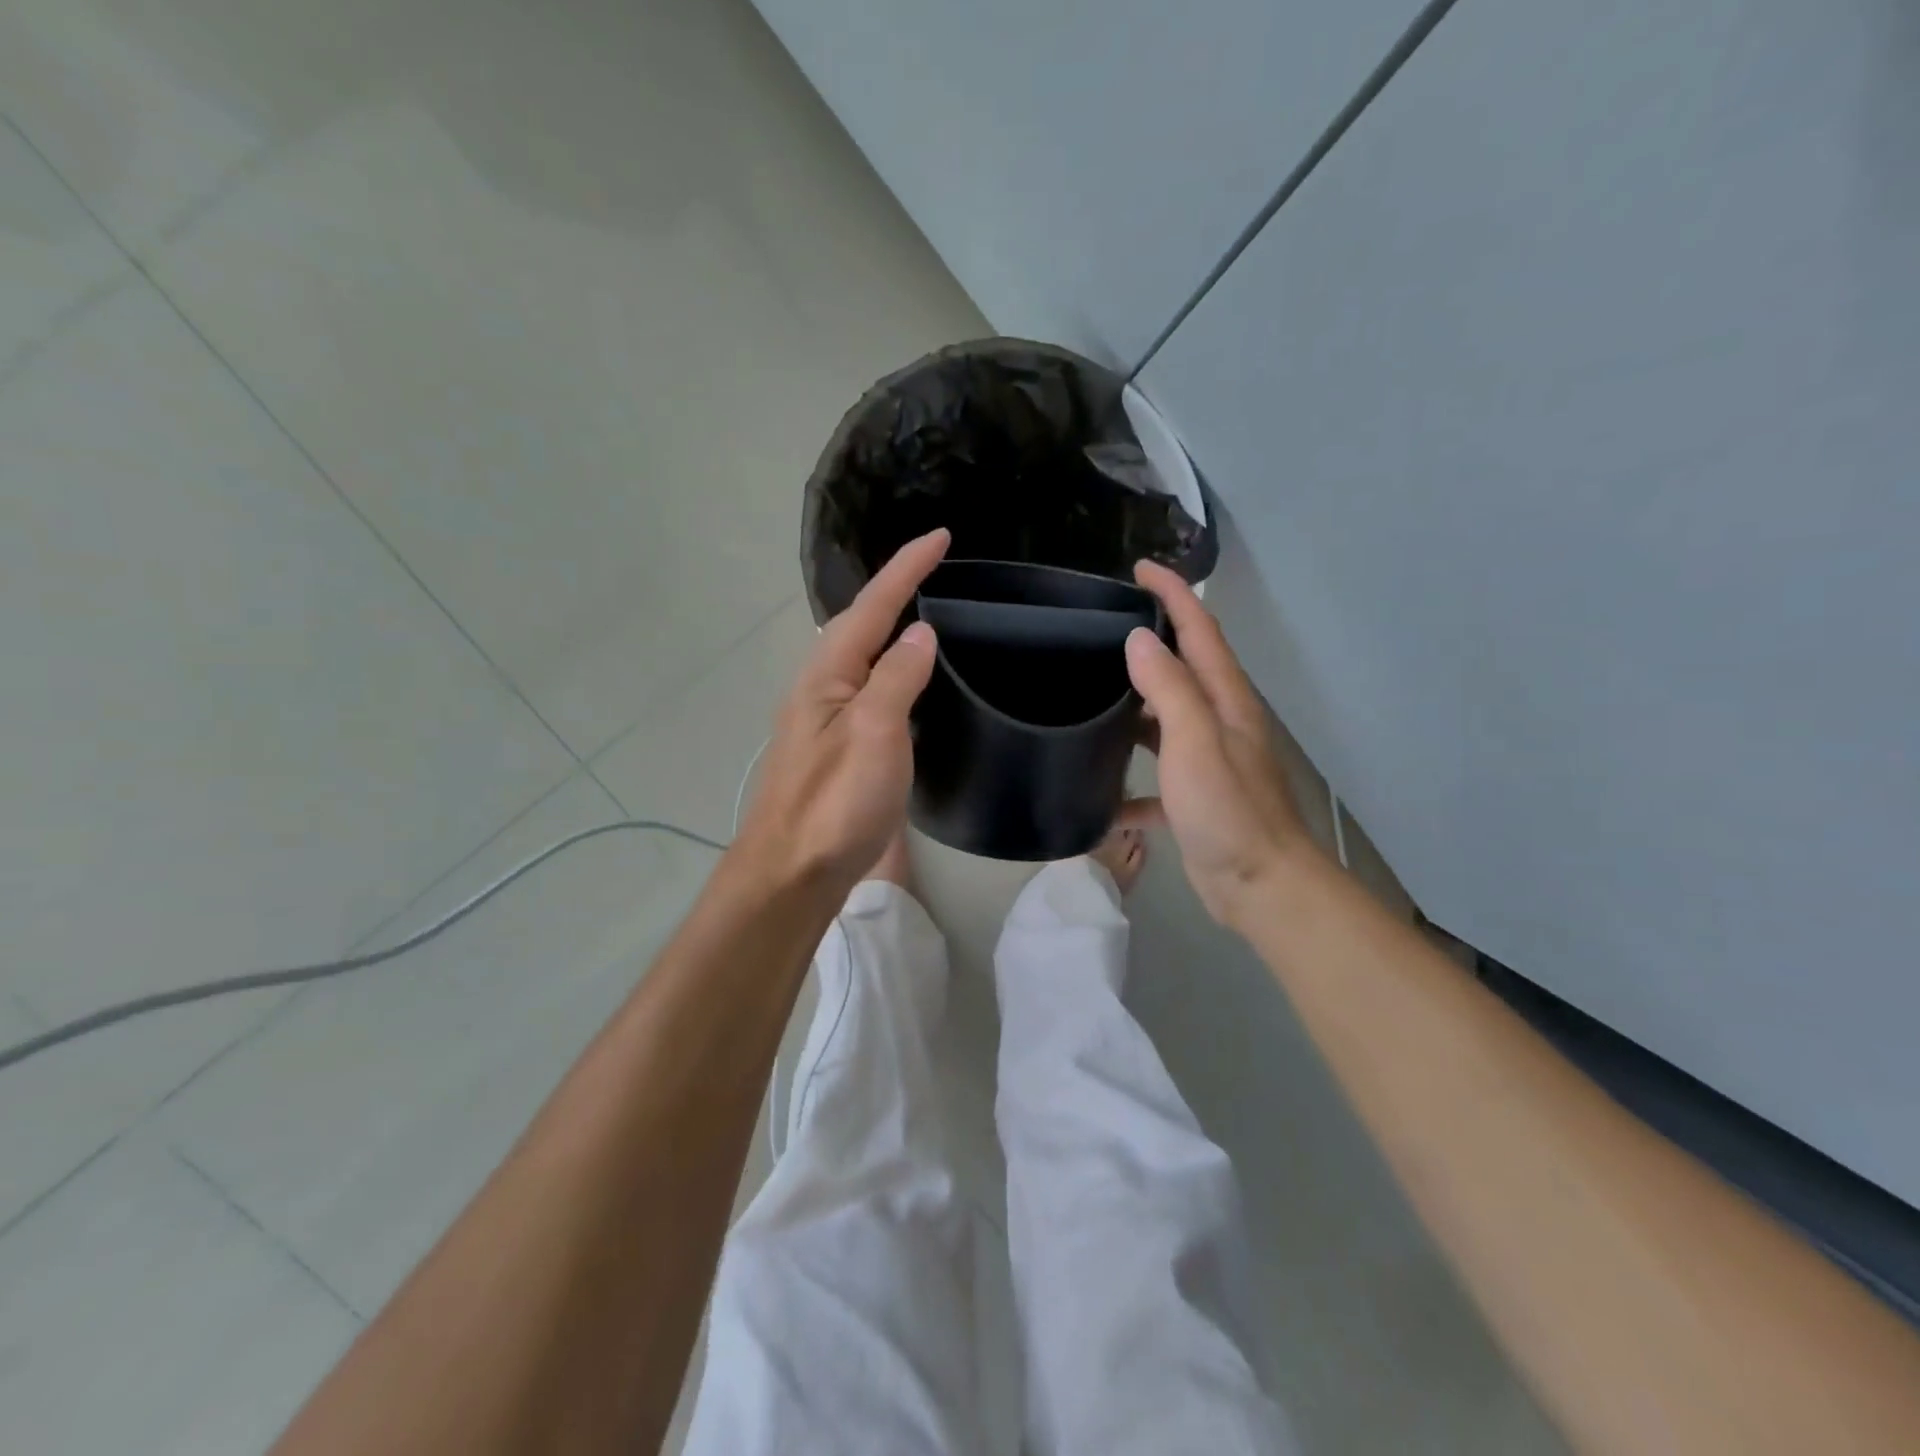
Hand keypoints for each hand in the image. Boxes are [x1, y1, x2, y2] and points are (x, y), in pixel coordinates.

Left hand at [732, 529, 948, 891]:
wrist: (793, 870)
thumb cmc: (835, 801)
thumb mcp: (874, 732)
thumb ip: (897, 678)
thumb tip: (919, 633)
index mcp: (828, 673)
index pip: (873, 606)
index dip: (906, 569)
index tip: (941, 536)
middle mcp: (822, 686)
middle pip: (861, 623)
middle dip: (896, 589)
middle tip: (936, 568)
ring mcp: (827, 717)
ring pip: (862, 655)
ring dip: (890, 625)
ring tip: (926, 608)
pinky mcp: (838, 746)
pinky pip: (869, 687)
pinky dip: (892, 667)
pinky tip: (907, 678)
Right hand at [1124, 561, 1315, 924]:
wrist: (1260, 886)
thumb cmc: (1228, 810)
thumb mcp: (1194, 742)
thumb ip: (1168, 688)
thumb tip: (1139, 639)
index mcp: (1224, 700)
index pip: (1199, 629)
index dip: (1172, 594)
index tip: (1139, 568)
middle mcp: (1219, 722)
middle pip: (1183, 668)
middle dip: (1151, 640)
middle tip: (1102, 627)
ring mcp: (1207, 760)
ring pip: (1165, 719)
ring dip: (1135, 705)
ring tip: (1089, 692)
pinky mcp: (1194, 797)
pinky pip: (1156, 776)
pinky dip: (1131, 780)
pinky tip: (1100, 792)